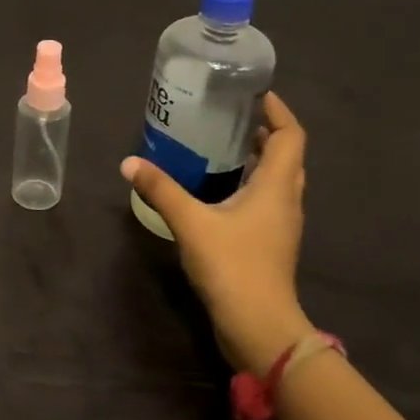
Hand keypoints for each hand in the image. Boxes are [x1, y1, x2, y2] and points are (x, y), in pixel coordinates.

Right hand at [121, 91, 312, 373]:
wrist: (259, 326)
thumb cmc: (233, 266)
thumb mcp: (191, 222)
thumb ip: (161, 189)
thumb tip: (129, 163)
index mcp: (277, 186)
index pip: (290, 135)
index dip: (277, 111)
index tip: (254, 93)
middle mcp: (286, 200)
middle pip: (286, 155)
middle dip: (265, 132)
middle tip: (231, 116)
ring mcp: (280, 225)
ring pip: (277, 180)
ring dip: (258, 159)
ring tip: (223, 145)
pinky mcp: (269, 244)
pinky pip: (265, 201)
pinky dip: (250, 185)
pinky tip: (219, 189)